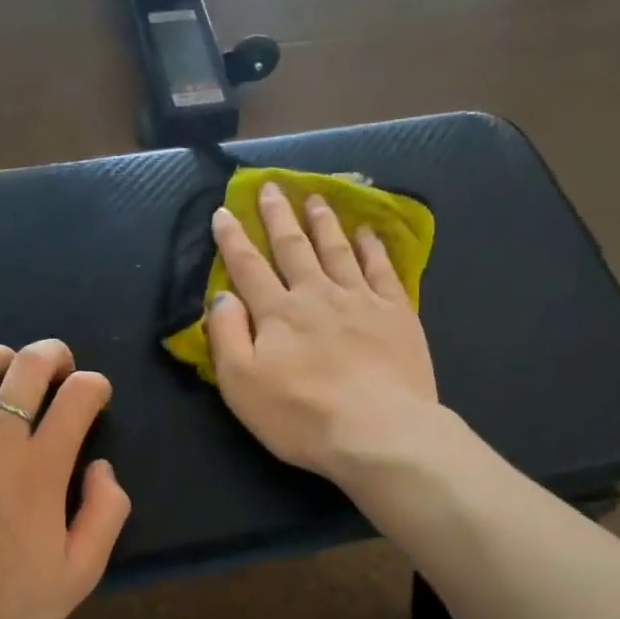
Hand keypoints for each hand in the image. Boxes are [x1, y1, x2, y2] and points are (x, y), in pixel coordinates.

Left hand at [0, 339, 130, 618]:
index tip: (97, 396)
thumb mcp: (80, 575)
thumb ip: (105, 514)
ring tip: (7, 364)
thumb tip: (100, 466)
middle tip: (60, 363)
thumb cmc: (5, 610)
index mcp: (40, 469)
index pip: (77, 398)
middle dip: (51, 355)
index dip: (94, 386)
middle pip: (25, 370)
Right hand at [205, 183, 439, 481]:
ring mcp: (360, 300)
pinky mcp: (396, 313)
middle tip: (271, 187)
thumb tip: (223, 296)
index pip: (248, 267)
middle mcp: (317, 295)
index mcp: (277, 313)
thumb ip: (226, 335)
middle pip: (294, 247)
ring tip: (316, 198)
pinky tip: (368, 234)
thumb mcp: (241, 384)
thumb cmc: (301, 416)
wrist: (378, 431)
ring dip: (324, 222)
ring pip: (337, 250)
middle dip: (278, 216)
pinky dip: (372, 248)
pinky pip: (382, 270)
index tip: (224, 210)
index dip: (233, 238)